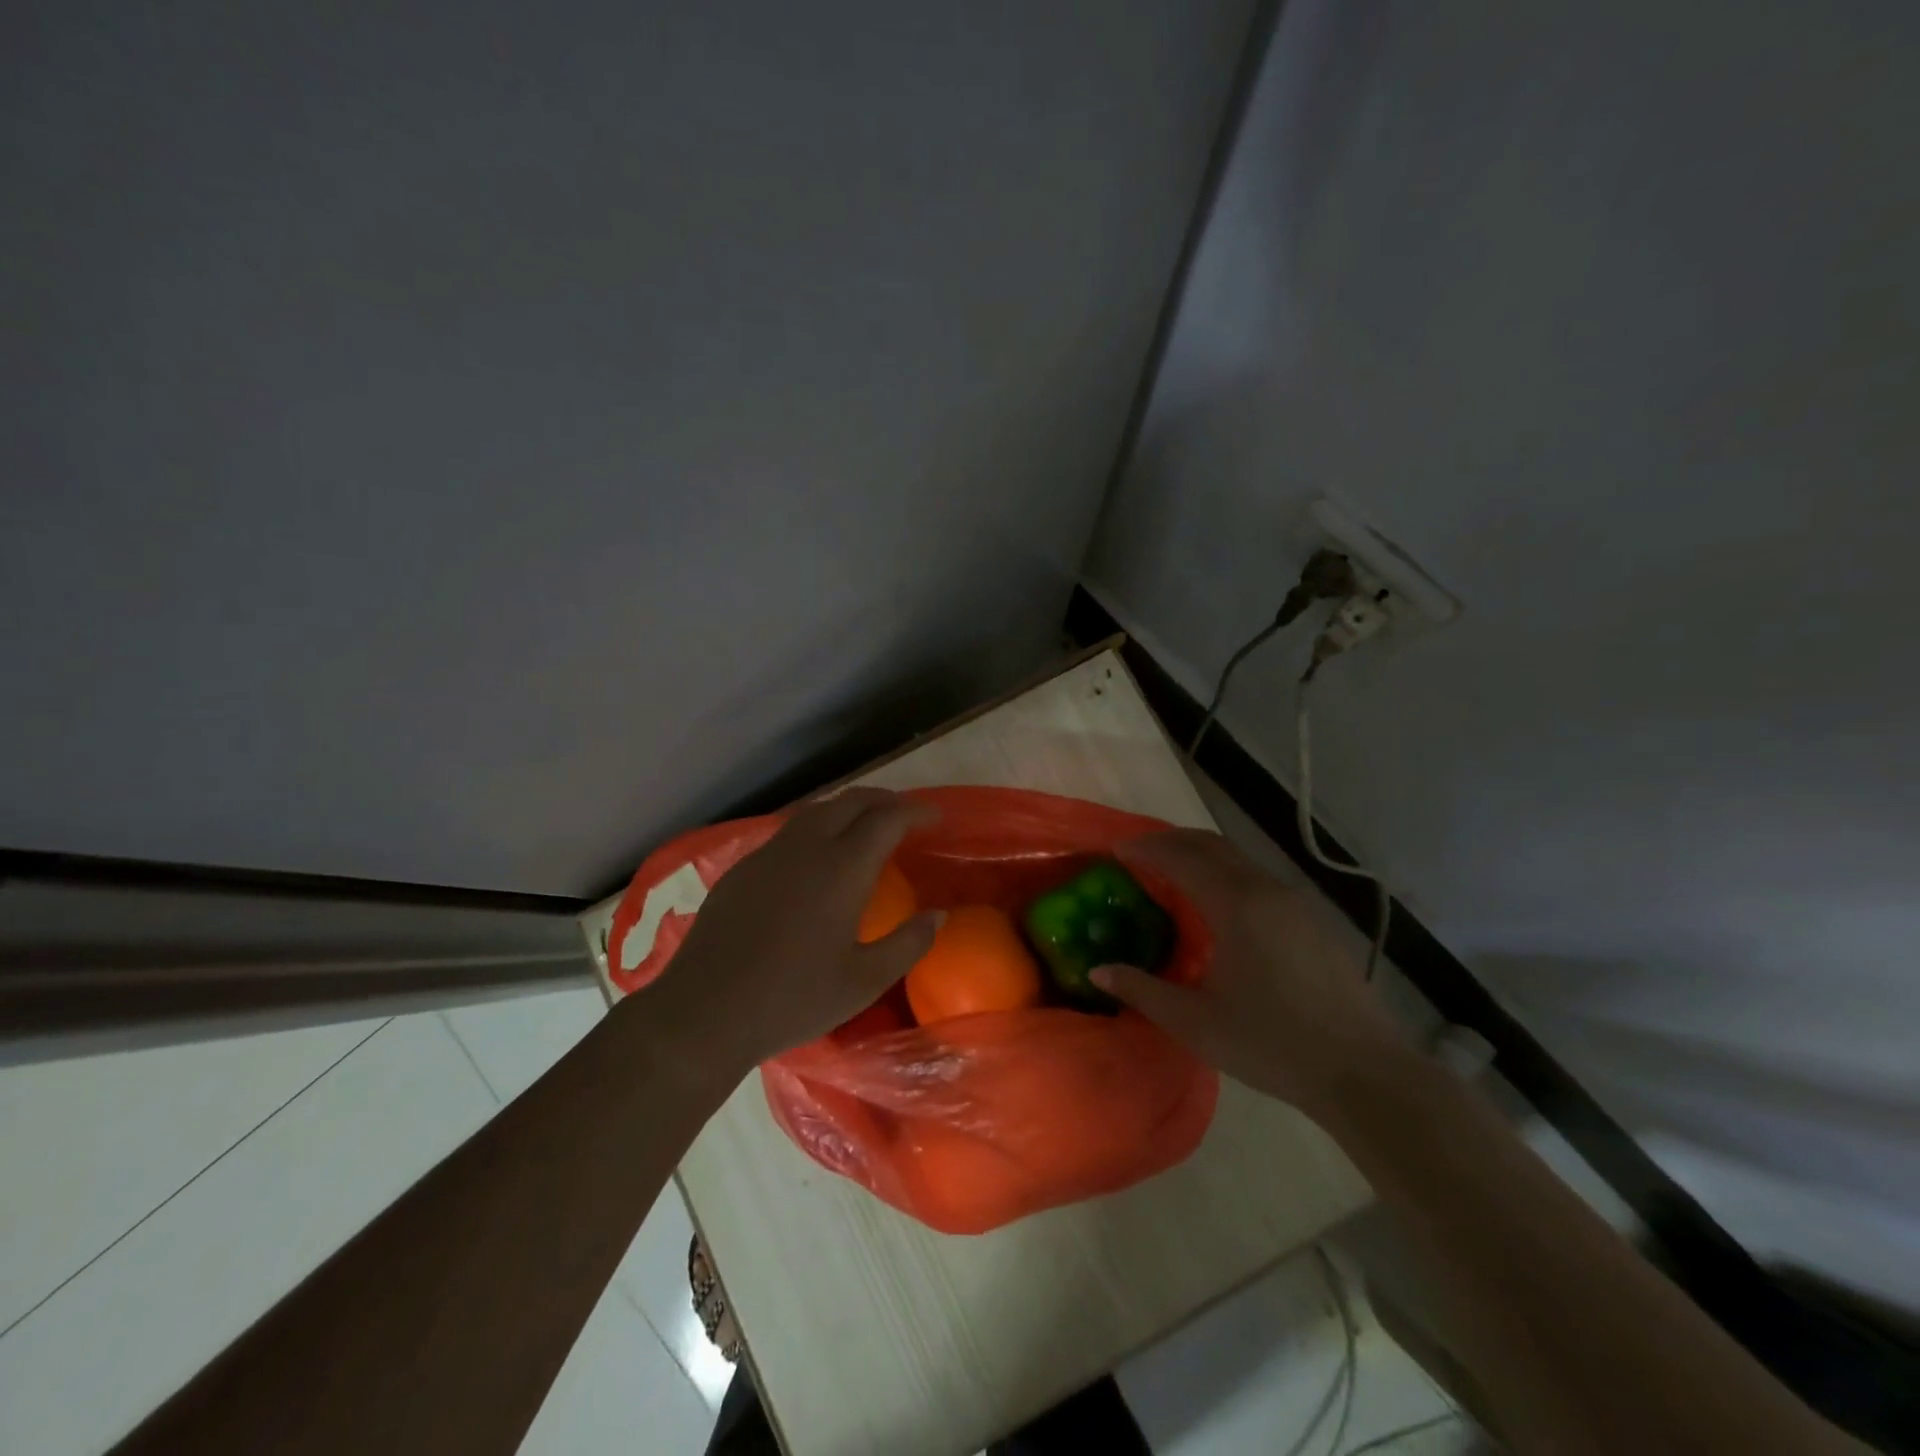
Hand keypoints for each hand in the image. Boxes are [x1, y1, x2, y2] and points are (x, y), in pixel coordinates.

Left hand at [640, 788, 941, 1079]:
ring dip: (849, 808)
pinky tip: (817, 854)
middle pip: (852, 801)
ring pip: (817, 810)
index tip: (935, 818)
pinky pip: (790, 830)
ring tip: (866, 825)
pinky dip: (818, 826)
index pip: (887, 819)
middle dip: (884, 800)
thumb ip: (908, 944)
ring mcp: (770, 854)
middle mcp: (807, 848)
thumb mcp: (864, 982)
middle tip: (905, 815)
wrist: (705, 1011)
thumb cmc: (793, 999)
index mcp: (842, 868)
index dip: (915, 812)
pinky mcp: (743, 867)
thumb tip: (938, 915)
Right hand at [1091, 830, 1402, 1118]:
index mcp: (1235, 905)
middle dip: (1171, 841)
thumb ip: (1143, 991)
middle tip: (1139, 853)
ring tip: (1172, 875)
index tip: (1116, 849)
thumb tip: (1099, 971)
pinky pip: (1257, 879)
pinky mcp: (1312, 921)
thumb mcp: (1196, 1023)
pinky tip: (1218, 908)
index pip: (1180, 858)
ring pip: (1238, 860)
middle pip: (1211, 845)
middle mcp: (1265, 890)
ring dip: (1200, 857)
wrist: (1364, 1072)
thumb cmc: (1272, 1044)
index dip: (1145, 849)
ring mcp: (1295, 903)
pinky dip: (1225, 875)